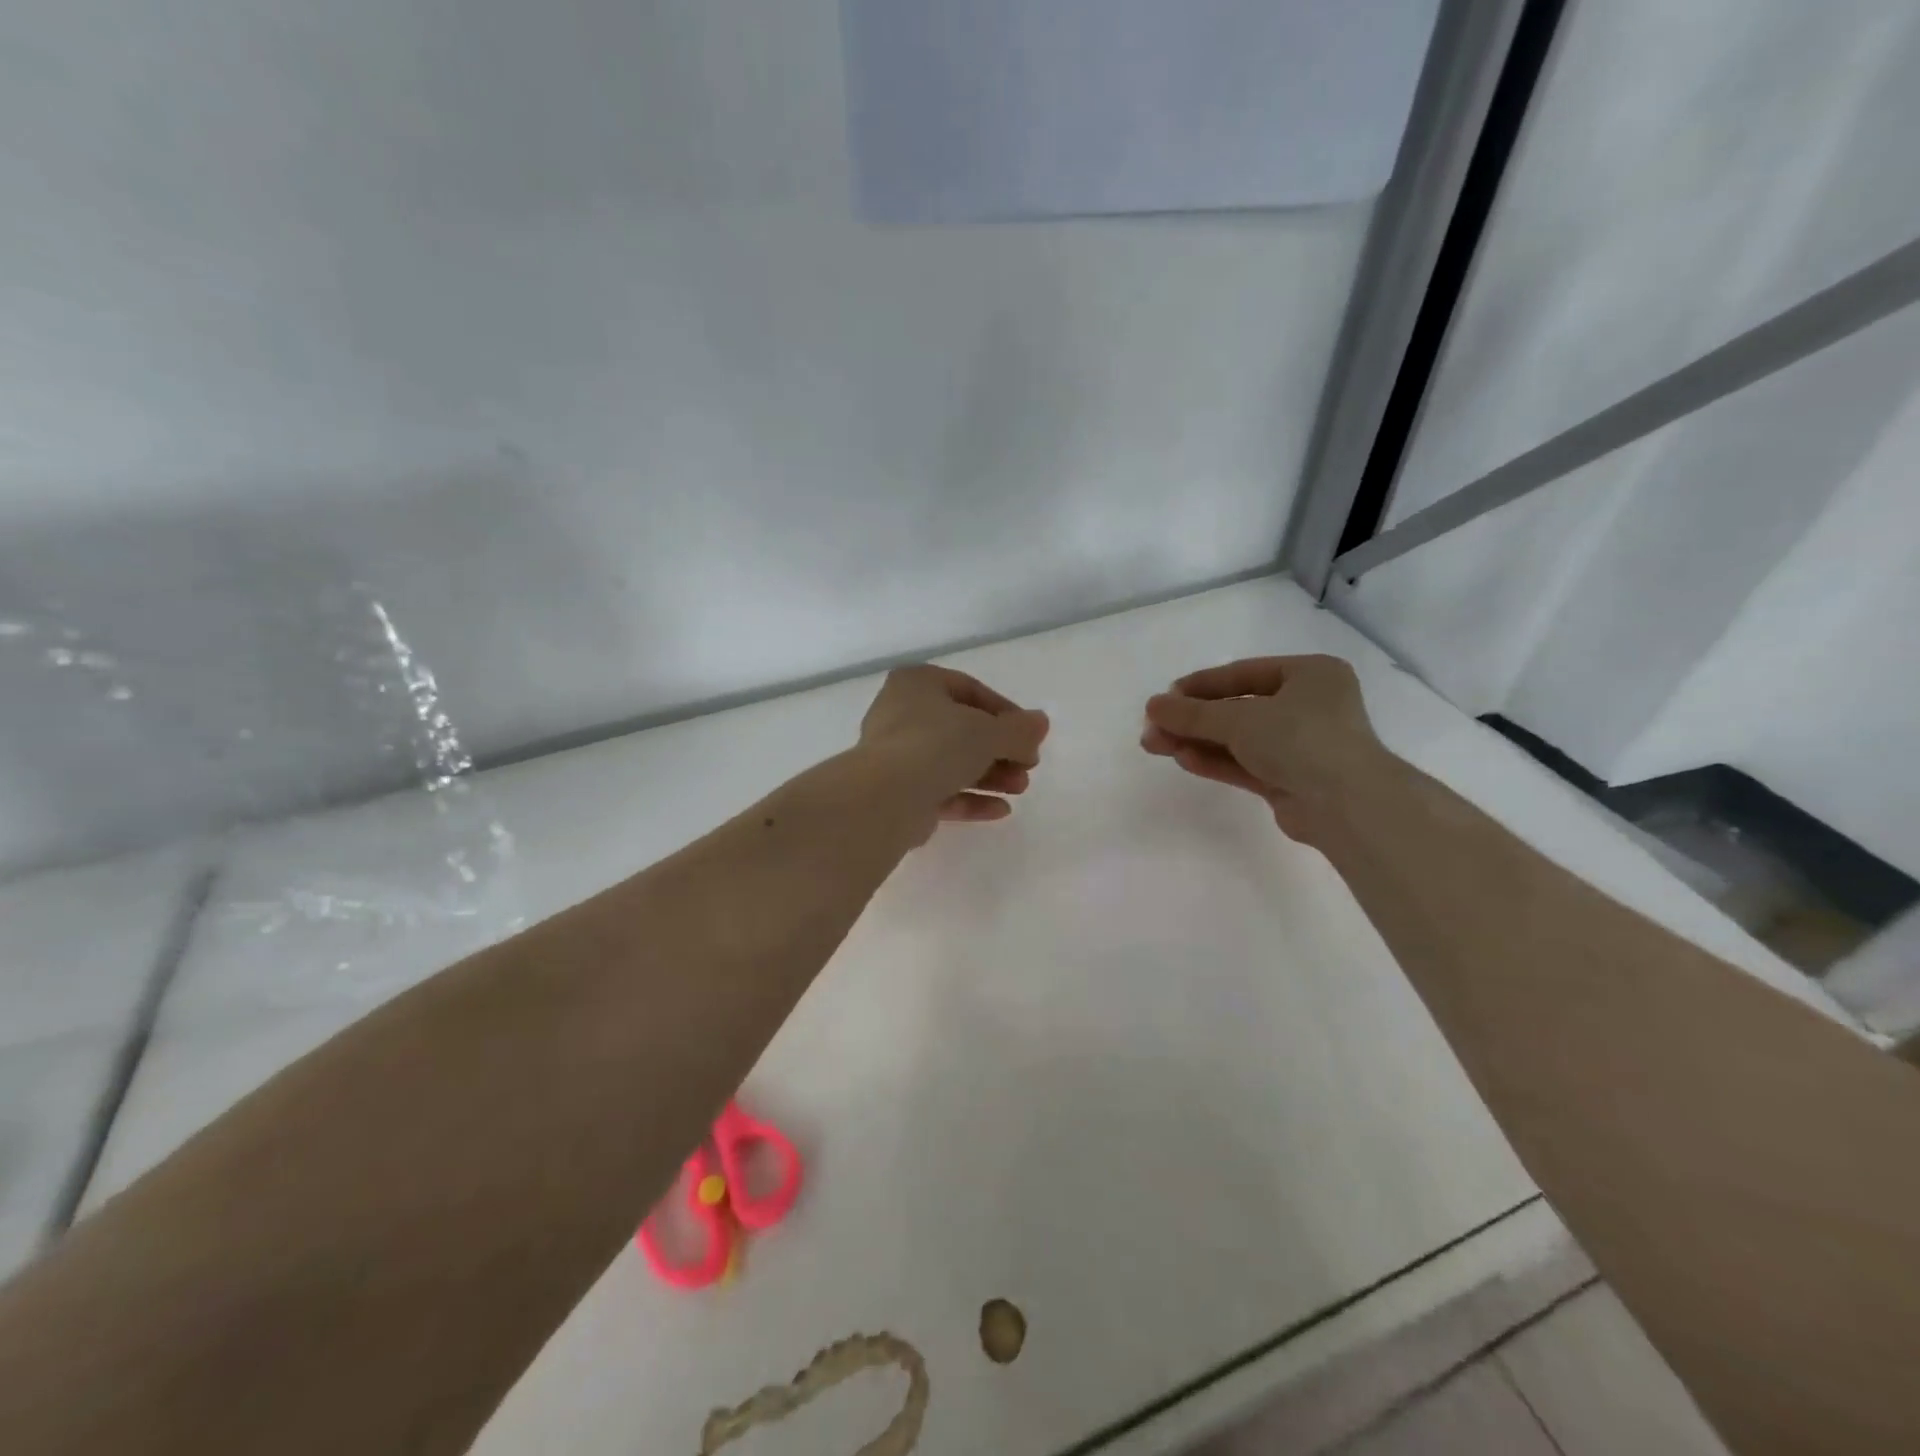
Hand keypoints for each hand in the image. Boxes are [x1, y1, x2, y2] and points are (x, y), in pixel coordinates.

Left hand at [858, 665, 1049, 832]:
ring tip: (1020, 789)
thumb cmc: (936, 745)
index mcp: (917, 684)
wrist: (885, 797)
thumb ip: (1018, 729)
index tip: (1030, 736)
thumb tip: (1041, 723)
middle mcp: (901, 714)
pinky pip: (940, 791)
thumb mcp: (987, 731)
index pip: (970, 690)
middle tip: (1028, 766)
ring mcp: (896, 755)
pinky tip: (1001, 810)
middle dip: (1000, 750)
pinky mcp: (898, 793)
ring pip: (951, 762)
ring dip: (990, 775)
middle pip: (962, 730)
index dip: (1006, 713)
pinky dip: (970, 798)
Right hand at [1141, 655, 1392, 842]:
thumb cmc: (1300, 739)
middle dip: (1192, 720)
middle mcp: (1309, 706)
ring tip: (1155, 746)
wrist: (1347, 805)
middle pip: (1237, 708)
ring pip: (1238, 739)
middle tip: (1153, 728)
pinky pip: (1246, 764)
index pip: (1243, 673)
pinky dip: (1215, 761)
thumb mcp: (1240, 718)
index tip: (1164, 698)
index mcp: (1310, 674)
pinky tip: (1183, 759)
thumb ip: (1193, 713)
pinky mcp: (1291, 780)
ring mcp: (1301, 746)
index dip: (1200, 685)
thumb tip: (1152, 706)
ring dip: (1198, 741)